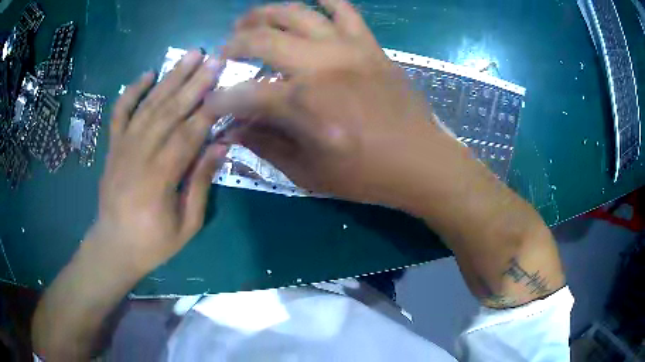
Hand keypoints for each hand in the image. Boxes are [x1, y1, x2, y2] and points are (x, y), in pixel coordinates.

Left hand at [92, 50, 227, 274]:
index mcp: (159, 178)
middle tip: (214, 58)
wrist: (114, 246)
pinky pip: (120, 112)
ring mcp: (123, 147)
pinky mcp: (112, 146)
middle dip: (194, 82)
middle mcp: (139, 155)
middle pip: (170, 111)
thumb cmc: (153, 243)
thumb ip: (201, 183)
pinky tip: (147, 73)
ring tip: (190, 55)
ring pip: (149, 105)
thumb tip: (221, 146)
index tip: (227, 85)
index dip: (209, 109)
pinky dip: (131, 91)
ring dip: (170, 78)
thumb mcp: (186, 225)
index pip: (189, 134)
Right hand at [208, 0, 463, 207]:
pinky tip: (311, 1)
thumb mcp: (308, 172)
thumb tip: (234, 129)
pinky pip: (345, 10)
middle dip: (234, 42)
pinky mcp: (369, 46)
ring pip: (298, 13)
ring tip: (251, 19)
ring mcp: (347, 48)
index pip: (244, 94)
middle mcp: (320, 65)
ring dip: (267, 12)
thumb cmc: (365, 175)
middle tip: (225, 51)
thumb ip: (266, 145)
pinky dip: (326, 0)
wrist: (421, 161)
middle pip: (263, 38)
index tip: (209, 103)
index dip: (220, 100)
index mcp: (302, 103)